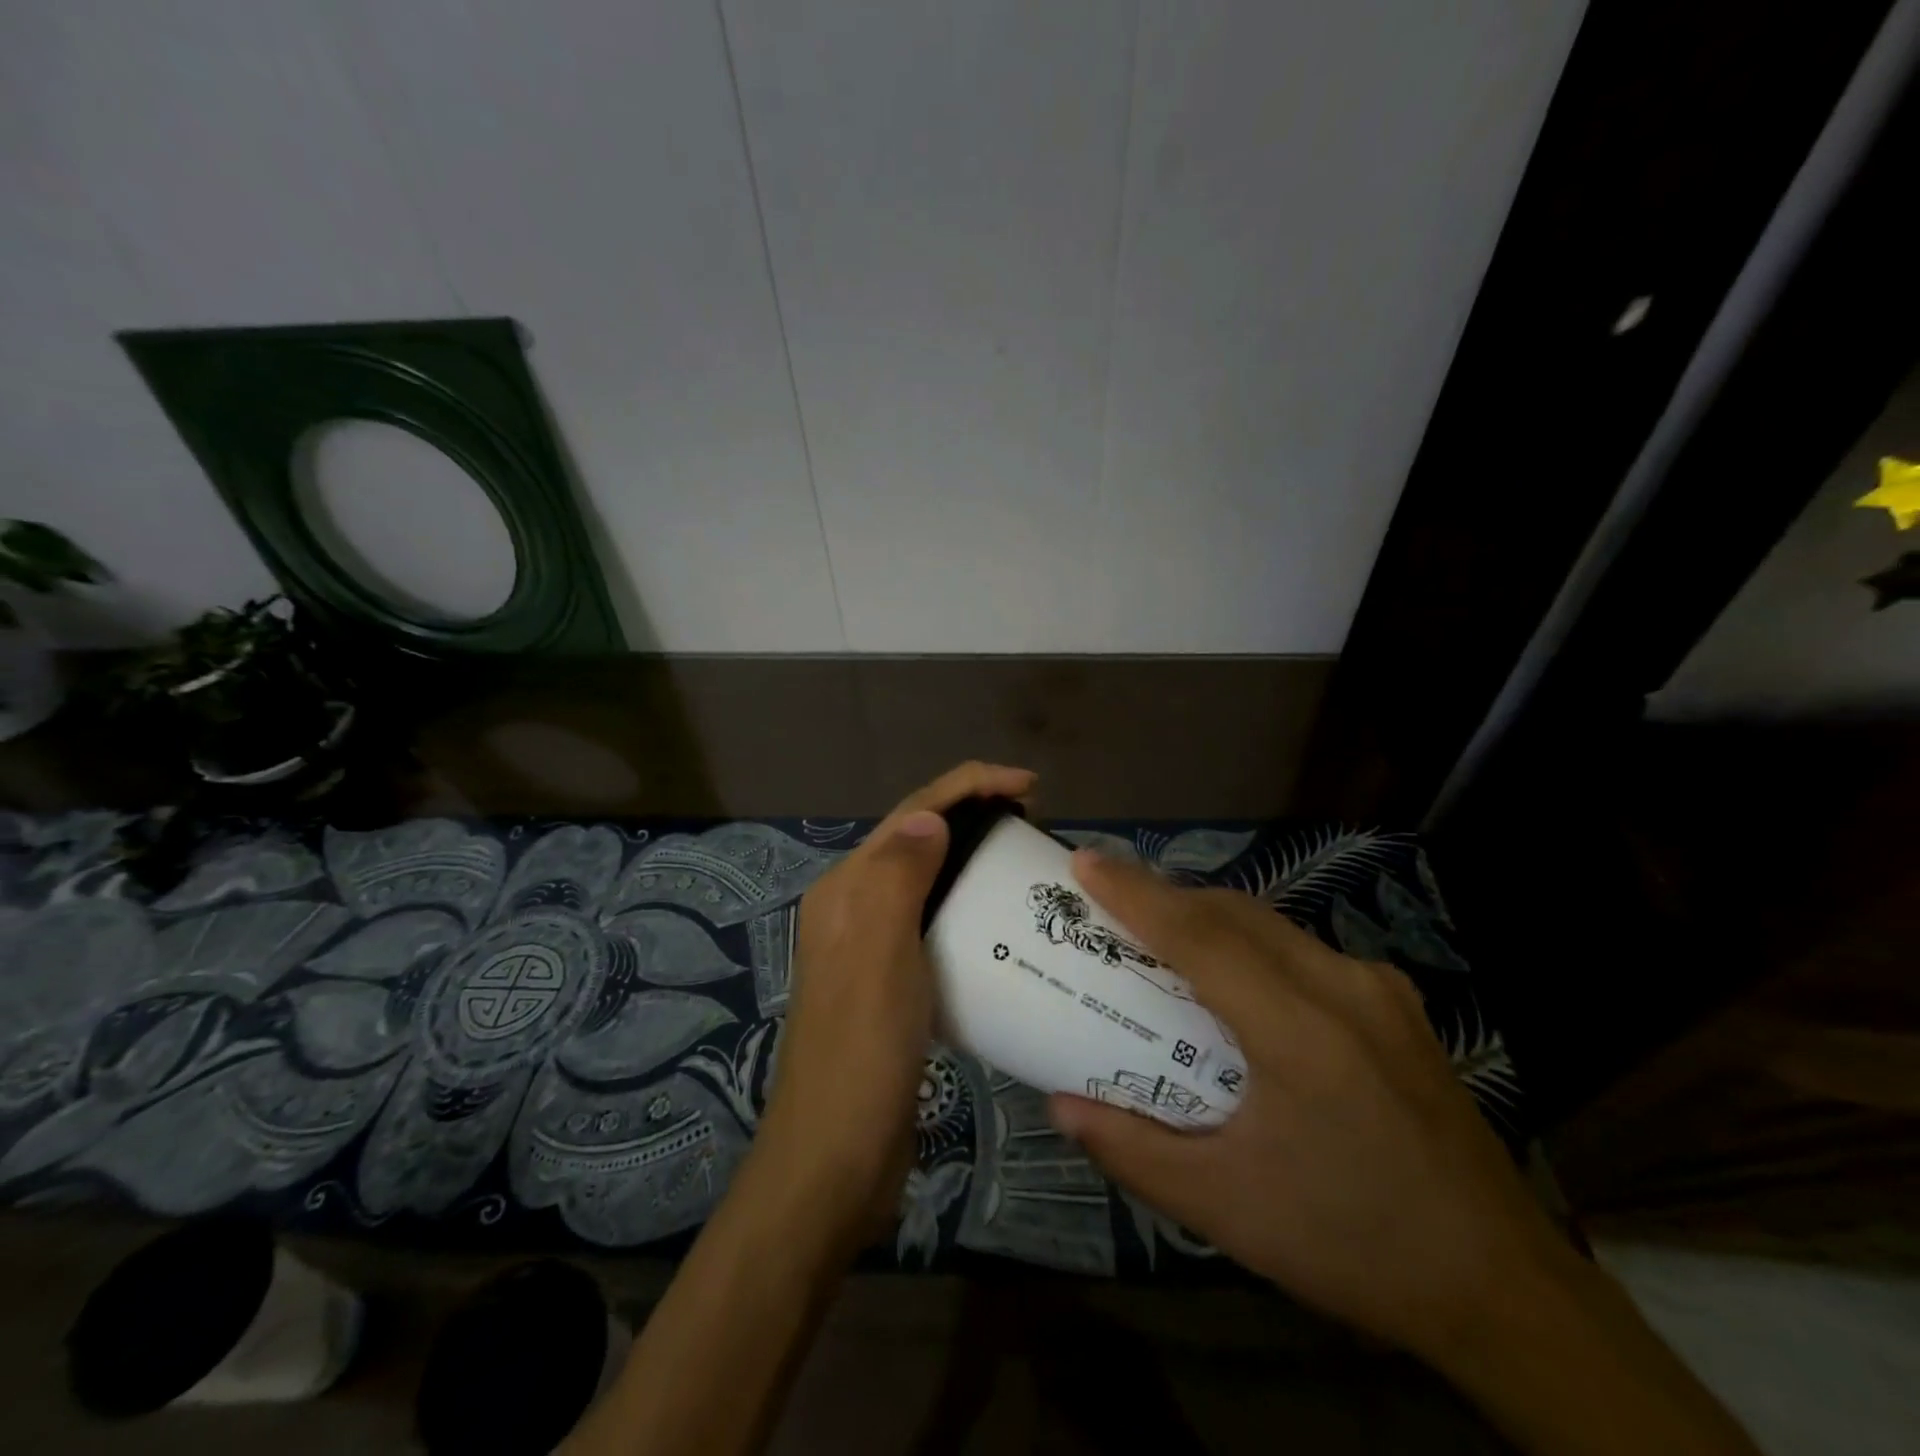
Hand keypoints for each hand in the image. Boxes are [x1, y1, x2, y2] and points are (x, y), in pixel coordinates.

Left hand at [754, 761, 1037, 1247]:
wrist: (836, 1159)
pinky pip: (935, 924)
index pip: (911, 814)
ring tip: (1025, 859)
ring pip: (928, 880)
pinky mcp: (892, 984)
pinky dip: (969, 907)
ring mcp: (871, 947)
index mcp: (846, 890)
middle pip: (918, 840)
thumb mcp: (879, 955)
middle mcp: (854, 908)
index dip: (968, 786)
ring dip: (972, 858)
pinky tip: (1003, 921)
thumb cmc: (861, 1052)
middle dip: (972, 814)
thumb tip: (931, 817)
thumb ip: (897, 879)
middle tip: (1034, 820)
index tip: (1029, 785)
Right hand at [1047, 850, 1564, 1362]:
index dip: (1135, 893)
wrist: (1504, 1290)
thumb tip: (1060, 1106)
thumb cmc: (1352, 1244)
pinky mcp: (1396, 1005)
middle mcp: (1344, 988)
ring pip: (1271, 924)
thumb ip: (1132, 1150)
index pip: (1200, 936)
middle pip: (1234, 914)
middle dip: (1165, 896)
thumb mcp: (1226, 1208)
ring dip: (1207, 917)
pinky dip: (1250, 942)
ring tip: (1158, 934)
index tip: (1084, 861)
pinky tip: (1234, 978)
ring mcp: (1378, 990)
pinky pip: (1303, 948)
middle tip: (1108, 900)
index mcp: (1301, 1032)